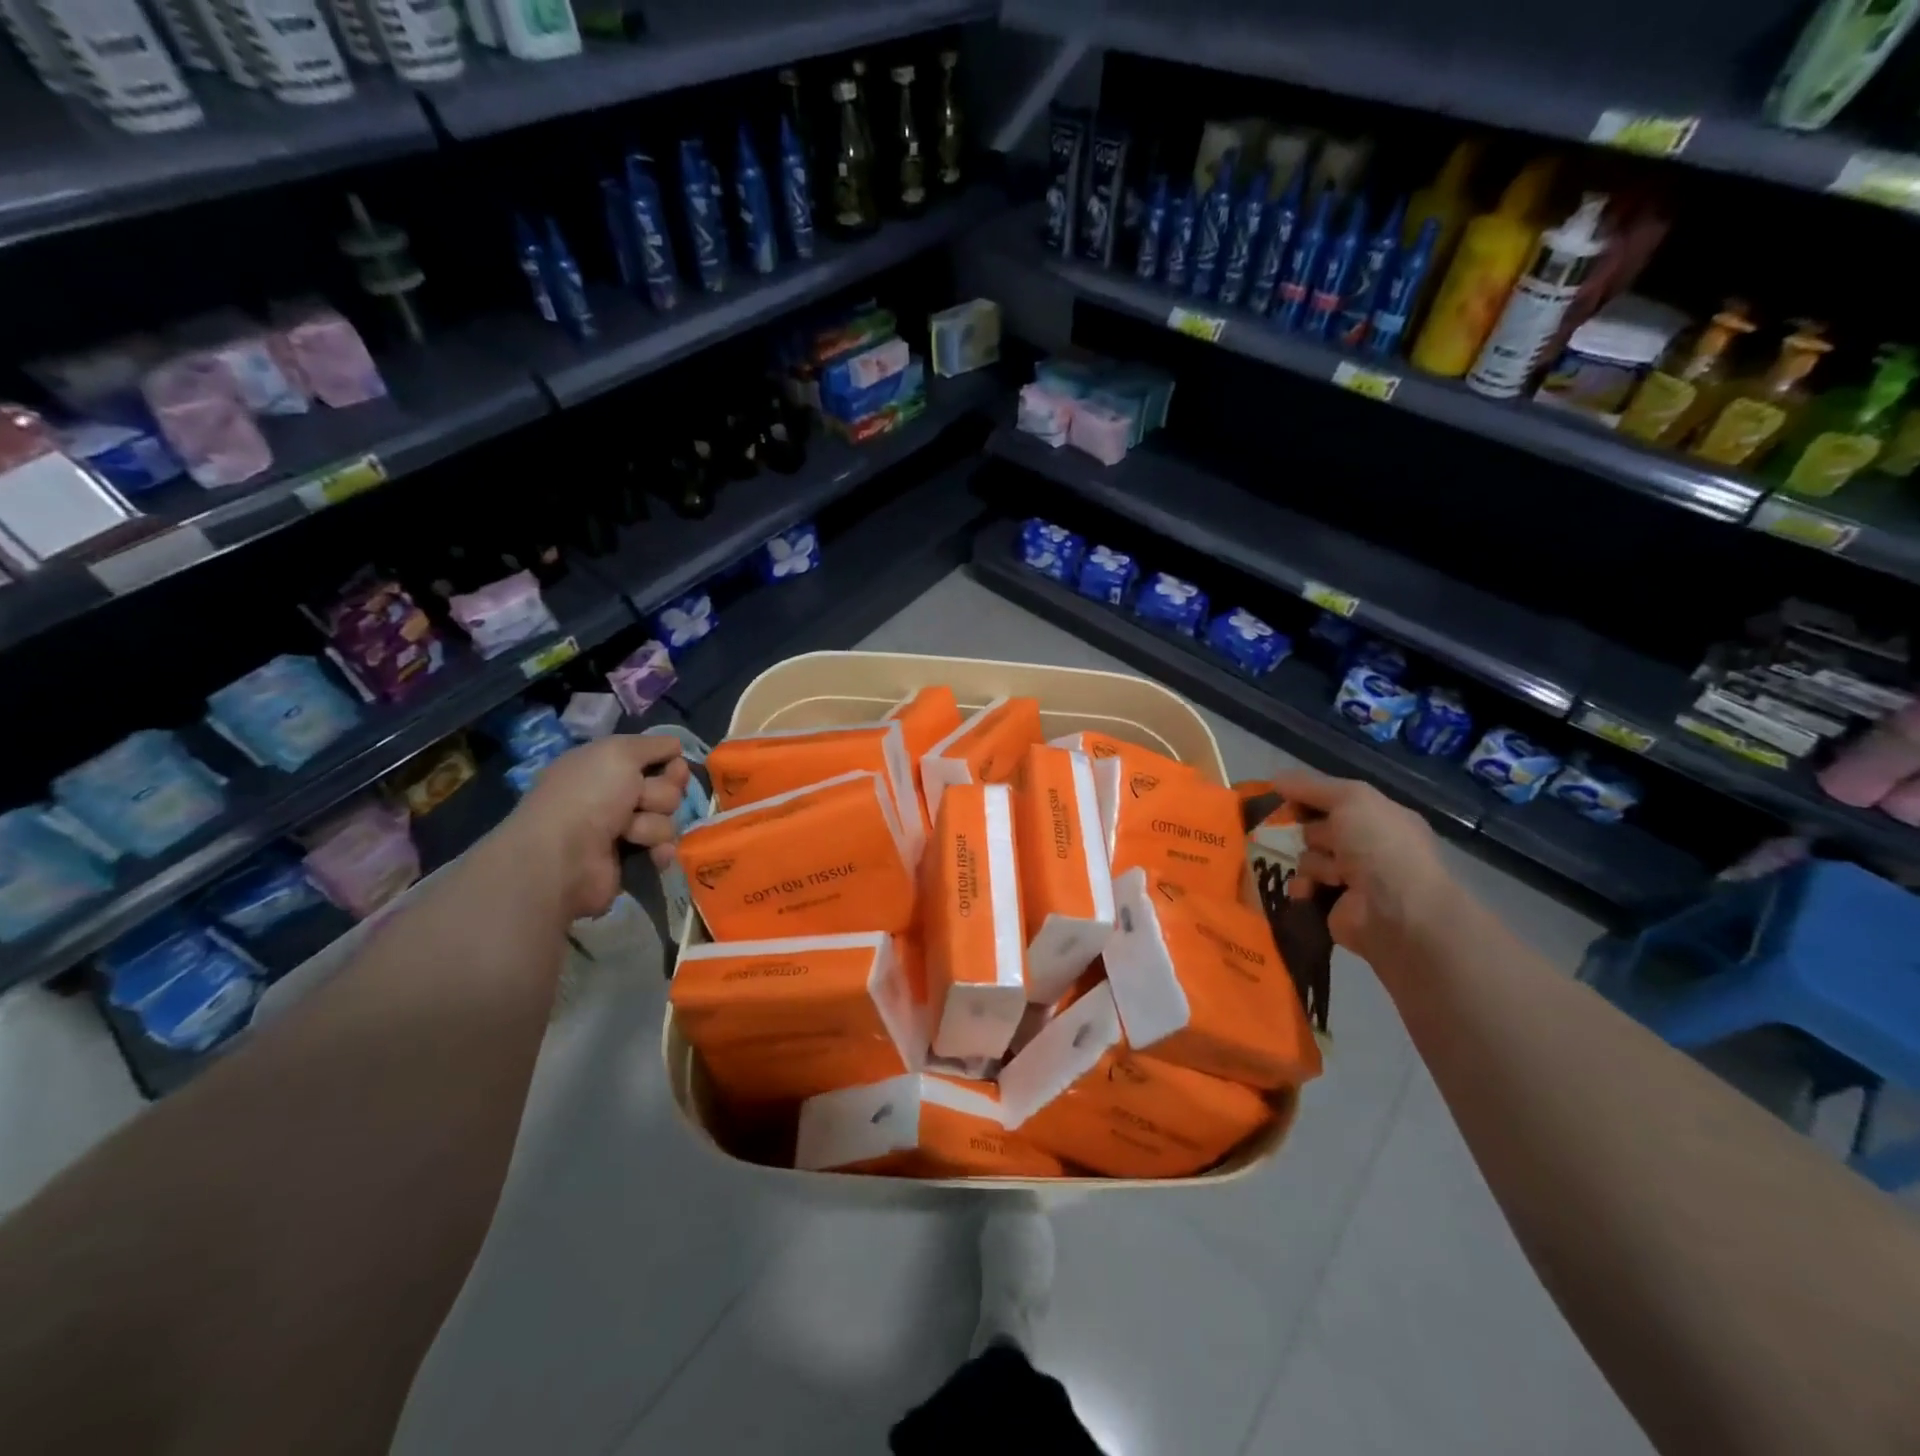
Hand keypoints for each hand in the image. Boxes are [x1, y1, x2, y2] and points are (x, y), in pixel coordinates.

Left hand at [506, 734, 690, 920]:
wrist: (564, 856)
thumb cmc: (589, 795)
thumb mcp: (619, 752)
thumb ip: (653, 744)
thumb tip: (676, 745)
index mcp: (606, 766)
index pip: (657, 759)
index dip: (670, 764)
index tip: (672, 768)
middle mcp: (615, 795)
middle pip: (668, 789)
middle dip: (660, 795)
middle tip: (638, 801)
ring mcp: (623, 829)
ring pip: (667, 819)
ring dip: (652, 825)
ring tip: (627, 833)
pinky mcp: (632, 859)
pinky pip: (664, 848)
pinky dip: (659, 850)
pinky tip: (650, 854)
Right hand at [1272, 770, 1456, 967]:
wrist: (1397, 912)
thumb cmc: (1379, 846)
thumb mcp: (1351, 799)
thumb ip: (1312, 786)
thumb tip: (1275, 779)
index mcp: (1379, 818)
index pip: (1335, 801)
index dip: (1309, 798)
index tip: (1285, 799)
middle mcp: (1368, 847)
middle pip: (1318, 830)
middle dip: (1306, 832)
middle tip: (1300, 836)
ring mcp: (1353, 879)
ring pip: (1308, 859)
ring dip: (1310, 862)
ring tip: (1325, 873)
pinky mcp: (1335, 906)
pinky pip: (1305, 888)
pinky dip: (1302, 887)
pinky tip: (1308, 890)